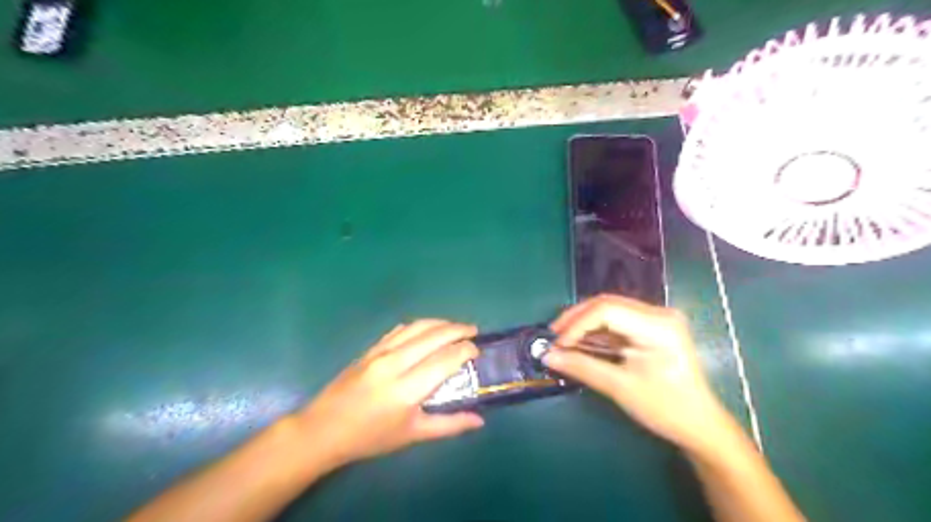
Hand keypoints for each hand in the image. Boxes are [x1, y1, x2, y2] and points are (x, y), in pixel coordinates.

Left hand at [298, 318, 487, 467]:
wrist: (324, 429)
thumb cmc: (371, 437)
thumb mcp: (412, 435)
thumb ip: (449, 425)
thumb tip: (479, 420)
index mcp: (408, 389)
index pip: (446, 358)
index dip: (466, 350)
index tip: (477, 351)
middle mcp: (396, 363)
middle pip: (434, 335)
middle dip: (458, 329)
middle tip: (473, 331)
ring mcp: (381, 352)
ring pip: (417, 326)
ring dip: (440, 323)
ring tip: (455, 327)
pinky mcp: (371, 348)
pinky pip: (400, 330)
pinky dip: (419, 326)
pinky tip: (427, 330)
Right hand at [547, 295, 735, 450]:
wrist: (700, 425)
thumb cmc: (665, 408)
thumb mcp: (620, 387)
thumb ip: (581, 366)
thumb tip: (548, 355)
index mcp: (658, 325)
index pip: (606, 310)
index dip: (577, 324)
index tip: (557, 344)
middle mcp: (659, 313)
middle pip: (607, 303)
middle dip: (576, 318)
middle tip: (553, 336)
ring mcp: (658, 318)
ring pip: (610, 309)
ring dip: (584, 322)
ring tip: (563, 339)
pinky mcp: (653, 327)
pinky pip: (618, 320)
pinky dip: (597, 329)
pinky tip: (582, 340)